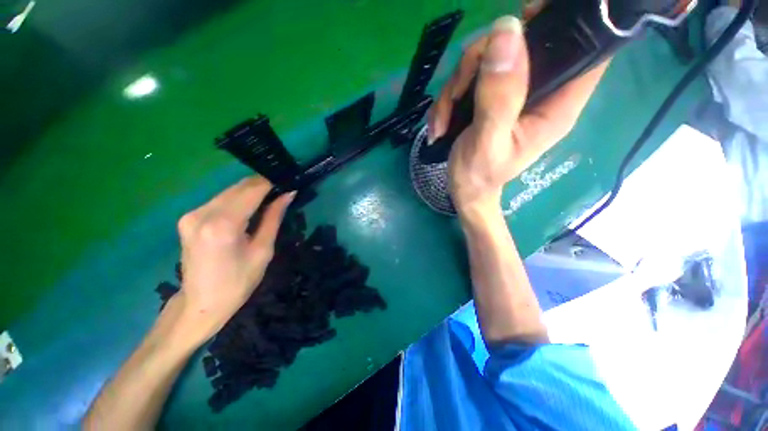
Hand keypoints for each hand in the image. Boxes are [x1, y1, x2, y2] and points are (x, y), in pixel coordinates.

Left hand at [175, 176, 294, 341]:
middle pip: (239, 187)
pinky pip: (219, 200)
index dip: (271, 182)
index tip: (288, 181)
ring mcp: (191, 214)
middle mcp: (202, 214)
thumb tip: (288, 194)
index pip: (252, 190)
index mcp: (223, 225)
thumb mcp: (263, 250)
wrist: (201, 304)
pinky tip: (250, 207)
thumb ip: (274, 218)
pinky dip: (238, 199)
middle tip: (282, 190)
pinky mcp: (188, 218)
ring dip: (251, 192)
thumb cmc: (239, 282)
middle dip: (262, 185)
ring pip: (229, 191)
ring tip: (270, 198)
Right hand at [428, 12, 608, 215]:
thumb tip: (507, 31)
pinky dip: (449, 97)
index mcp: (556, 104)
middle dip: (479, 62)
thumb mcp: (488, 141)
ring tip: (443, 121)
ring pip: (486, 60)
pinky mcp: (490, 98)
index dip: (564, 22)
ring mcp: (511, 93)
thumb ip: (499, 95)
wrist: (465, 190)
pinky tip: (442, 122)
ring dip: (455, 86)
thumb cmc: (479, 175)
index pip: (585, 49)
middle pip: (519, 45)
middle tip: (457, 95)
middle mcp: (538, 92)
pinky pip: (468, 78)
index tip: (529, 16)